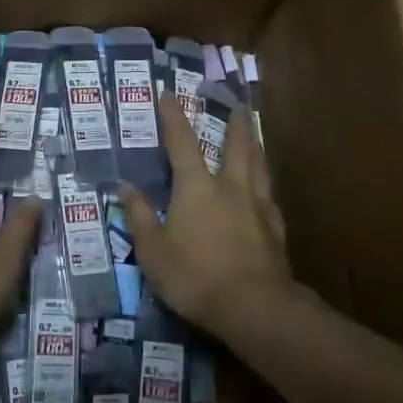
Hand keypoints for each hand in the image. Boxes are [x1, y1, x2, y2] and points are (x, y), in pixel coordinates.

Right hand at [120, 92, 290, 332]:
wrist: (255, 307)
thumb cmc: (195, 277)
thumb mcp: (153, 252)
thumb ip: (140, 217)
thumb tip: (126, 186)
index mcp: (197, 187)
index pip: (182, 142)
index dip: (173, 117)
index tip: (168, 94)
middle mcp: (230, 187)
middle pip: (236, 145)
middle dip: (235, 123)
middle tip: (238, 105)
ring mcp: (258, 207)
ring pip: (259, 166)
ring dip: (254, 146)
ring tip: (254, 136)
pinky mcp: (276, 230)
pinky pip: (270, 197)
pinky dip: (264, 186)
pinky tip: (265, 192)